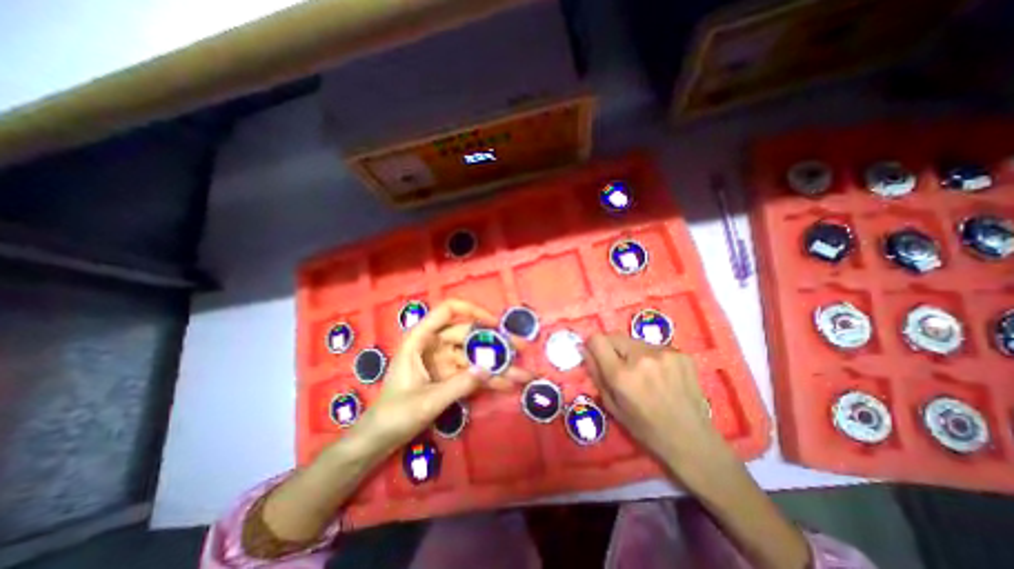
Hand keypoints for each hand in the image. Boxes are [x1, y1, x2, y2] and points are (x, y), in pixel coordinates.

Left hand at [354, 299, 533, 453]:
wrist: (380, 440)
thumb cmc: (395, 415)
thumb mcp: (427, 401)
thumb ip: (459, 385)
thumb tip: (488, 369)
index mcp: (420, 340)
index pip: (447, 311)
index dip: (473, 311)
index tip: (495, 324)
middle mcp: (434, 345)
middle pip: (469, 335)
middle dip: (496, 343)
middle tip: (522, 348)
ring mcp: (444, 361)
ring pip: (475, 356)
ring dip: (498, 365)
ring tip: (523, 373)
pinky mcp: (450, 376)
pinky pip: (473, 373)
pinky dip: (489, 379)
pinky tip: (508, 384)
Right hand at [584, 337, 732, 482]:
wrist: (692, 440)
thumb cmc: (646, 428)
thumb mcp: (612, 406)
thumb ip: (596, 374)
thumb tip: (584, 350)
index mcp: (622, 375)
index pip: (597, 339)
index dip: (593, 345)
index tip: (596, 354)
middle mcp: (642, 358)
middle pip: (615, 336)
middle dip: (612, 348)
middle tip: (620, 367)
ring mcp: (664, 353)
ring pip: (635, 341)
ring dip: (632, 352)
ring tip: (644, 373)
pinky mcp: (681, 353)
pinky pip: (654, 347)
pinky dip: (652, 356)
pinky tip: (662, 375)